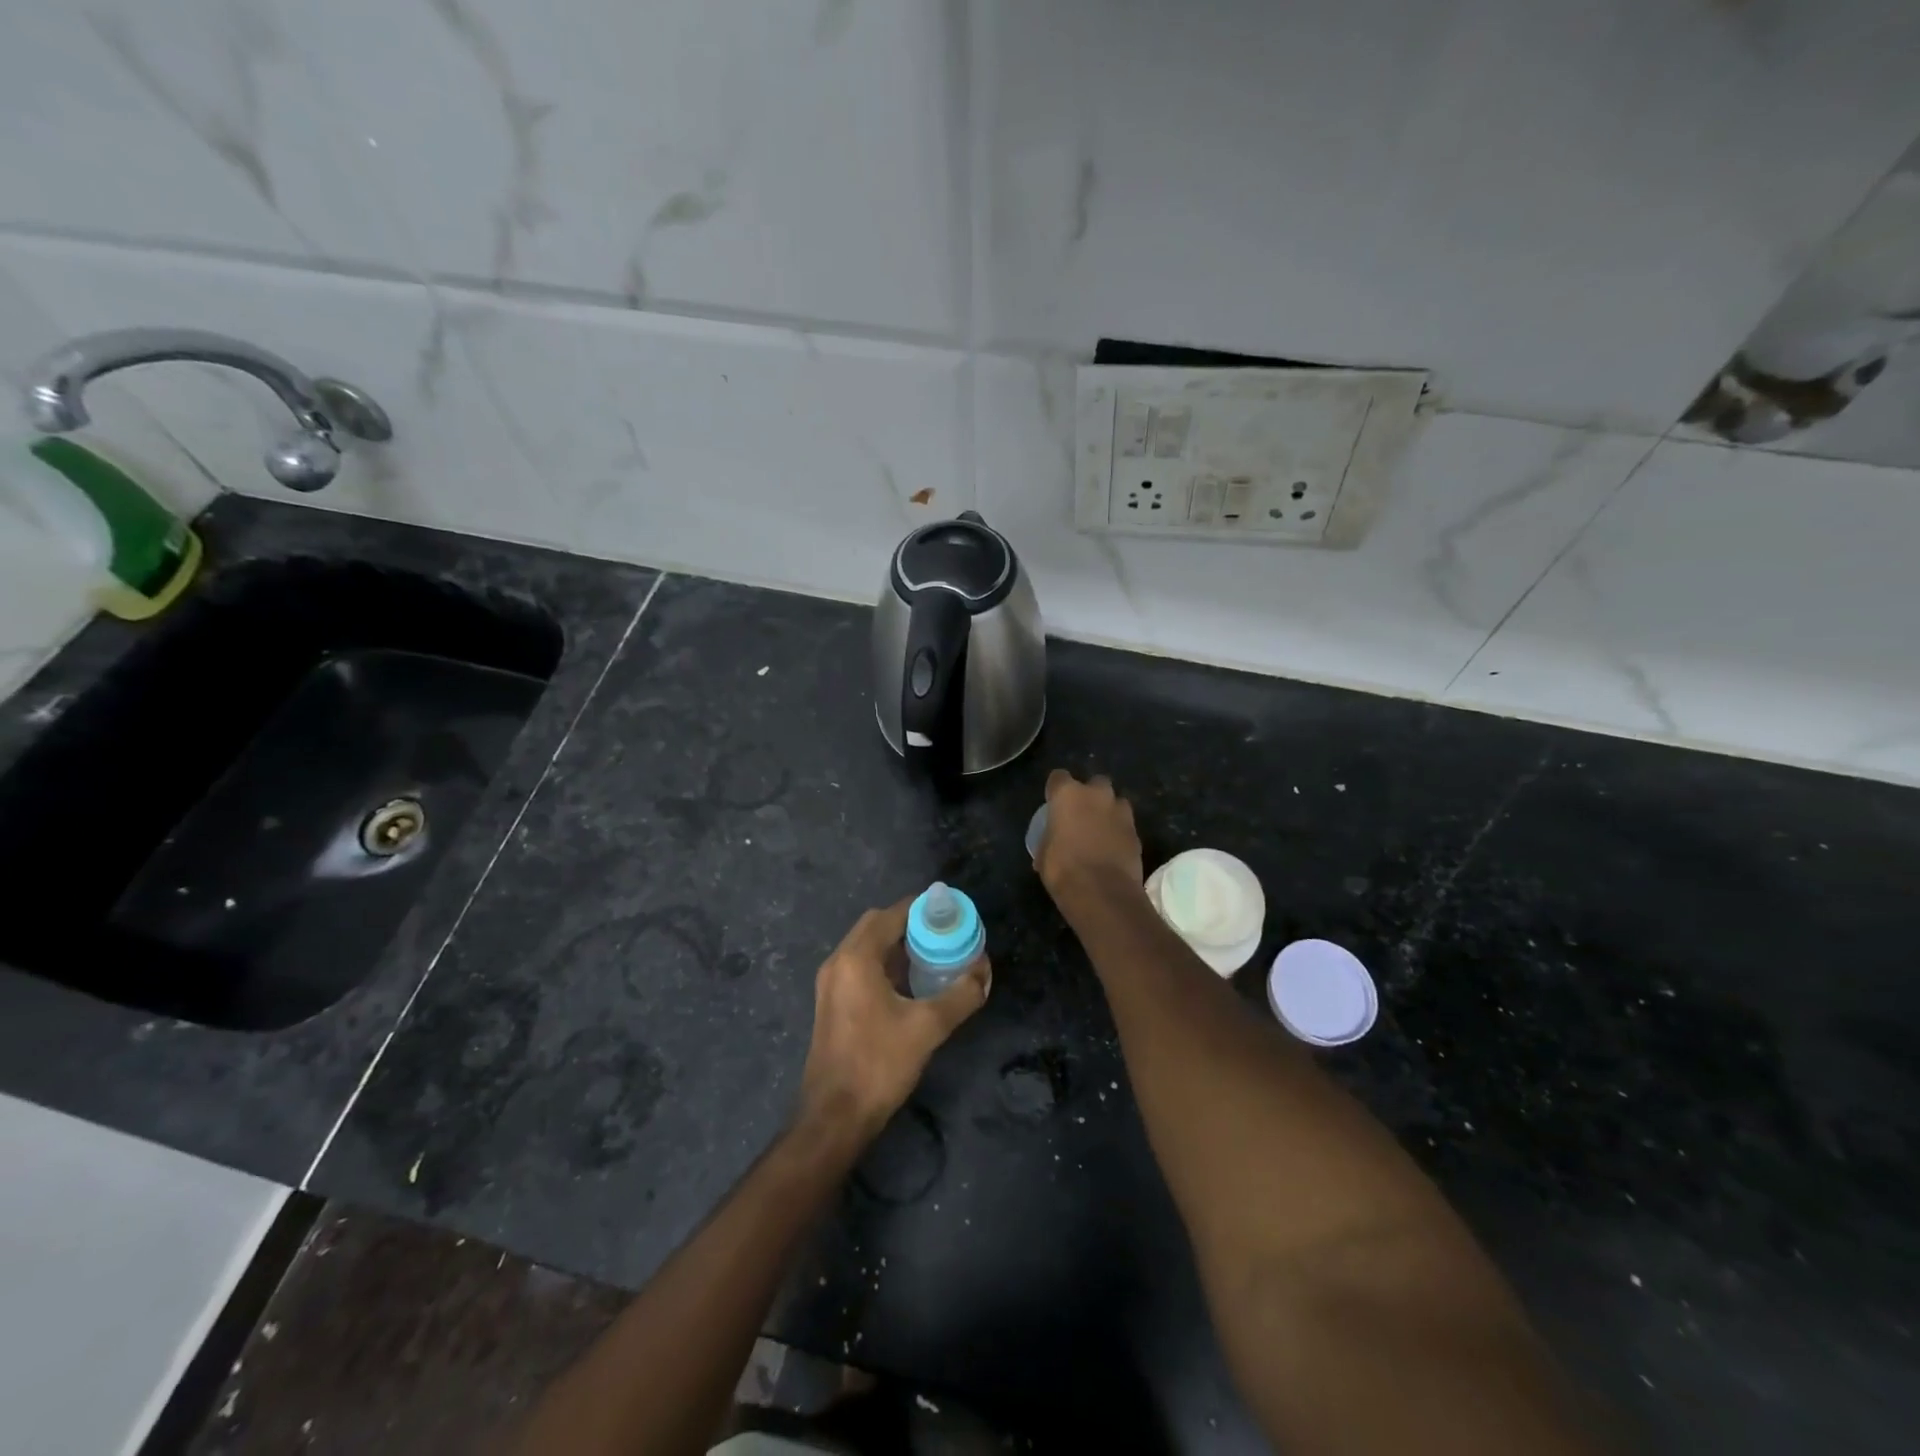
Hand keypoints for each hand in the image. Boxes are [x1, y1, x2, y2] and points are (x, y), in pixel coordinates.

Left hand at [797, 899, 989, 1140]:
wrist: (835, 1117)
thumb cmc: (879, 1064)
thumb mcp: (928, 1027)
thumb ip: (961, 994)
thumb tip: (984, 971)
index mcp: (856, 958)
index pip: (892, 914)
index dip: (923, 909)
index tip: (952, 913)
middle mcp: (838, 962)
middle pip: (877, 925)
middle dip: (911, 924)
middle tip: (944, 934)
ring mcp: (831, 983)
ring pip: (867, 947)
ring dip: (898, 945)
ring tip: (934, 955)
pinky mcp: (832, 1003)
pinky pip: (861, 967)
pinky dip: (885, 964)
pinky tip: (911, 983)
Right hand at [1037, 769, 1144, 905]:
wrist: (1102, 893)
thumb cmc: (1063, 870)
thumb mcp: (1044, 854)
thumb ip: (1049, 839)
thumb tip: (1051, 845)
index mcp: (1068, 795)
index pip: (1058, 777)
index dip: (1056, 790)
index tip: (1053, 803)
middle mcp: (1097, 795)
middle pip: (1095, 783)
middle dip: (1090, 794)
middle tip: (1082, 814)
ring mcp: (1121, 812)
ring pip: (1116, 802)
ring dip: (1109, 811)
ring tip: (1101, 831)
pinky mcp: (1137, 832)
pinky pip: (1126, 825)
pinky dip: (1120, 833)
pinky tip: (1113, 849)